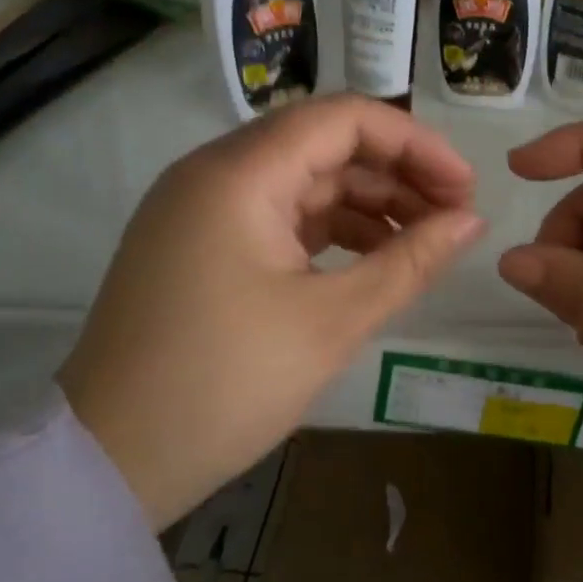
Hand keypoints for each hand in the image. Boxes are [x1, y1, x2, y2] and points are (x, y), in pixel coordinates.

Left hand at [61, 96, 485, 528]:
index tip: (465, 188)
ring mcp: (202, 208)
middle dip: (397, 175)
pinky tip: (371, 259)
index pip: (344, 119)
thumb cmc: (225, 384)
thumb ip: (409, 261)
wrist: (111, 462)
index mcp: (240, 174)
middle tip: (455, 218)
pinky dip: (329, 230)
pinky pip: (278, 215)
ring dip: (367, 204)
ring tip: (423, 243)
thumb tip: (472, 222)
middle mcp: (215, 173)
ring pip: (303, 181)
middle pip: (324, 145)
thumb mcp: (332, 322)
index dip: (415, 144)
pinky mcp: (200, 244)